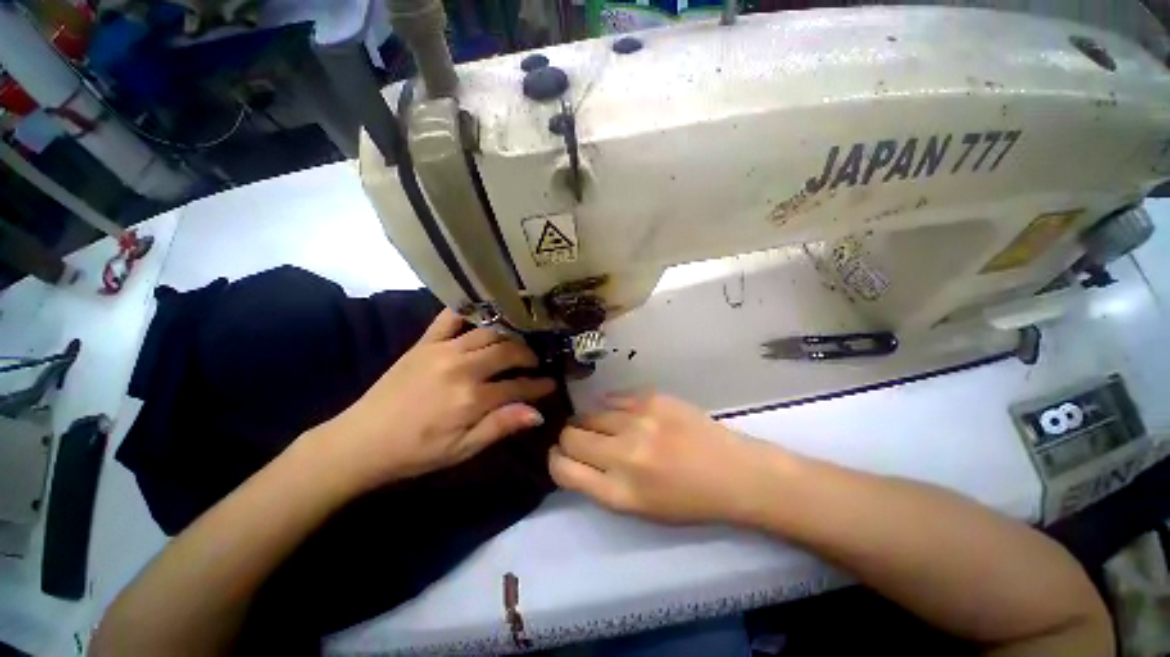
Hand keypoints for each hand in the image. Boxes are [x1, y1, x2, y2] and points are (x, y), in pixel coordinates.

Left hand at [306, 309, 555, 493]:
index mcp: (471, 398)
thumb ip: (500, 427)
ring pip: (488, 332)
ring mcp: (442, 350)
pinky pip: (450, 317)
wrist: (361, 441)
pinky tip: (484, 314)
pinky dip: (469, 311)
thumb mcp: (461, 450)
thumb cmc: (416, 452)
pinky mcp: (424, 342)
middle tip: (535, 363)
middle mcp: (462, 367)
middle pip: (508, 351)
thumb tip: (537, 413)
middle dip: (528, 355)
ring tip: (517, 343)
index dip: (539, 385)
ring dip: (509, 335)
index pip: (518, 385)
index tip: (552, 384)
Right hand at [549, 392, 779, 523]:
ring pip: (589, 414)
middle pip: (570, 437)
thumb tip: (575, 457)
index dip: (556, 460)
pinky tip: (621, 414)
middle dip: (569, 439)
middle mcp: (623, 455)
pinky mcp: (652, 398)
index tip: (561, 455)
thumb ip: (601, 484)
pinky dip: (611, 407)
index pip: (563, 469)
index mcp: (619, 493)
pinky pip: (613, 398)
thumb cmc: (688, 501)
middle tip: (581, 439)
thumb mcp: (639, 509)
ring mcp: (638, 421)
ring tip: (604, 426)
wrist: (734, 473)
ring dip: (590, 421)